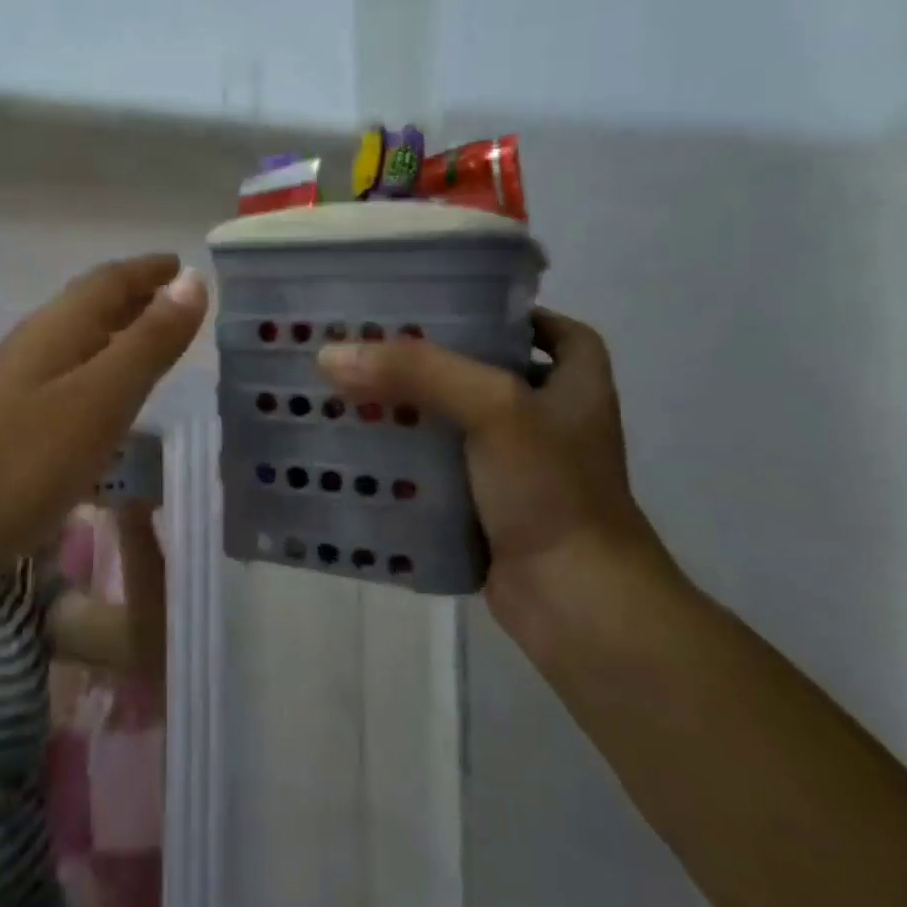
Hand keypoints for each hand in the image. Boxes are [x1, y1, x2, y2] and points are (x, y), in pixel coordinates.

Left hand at [0, 256, 205, 588]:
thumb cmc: (28, 461)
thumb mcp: (102, 398)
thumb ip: (149, 341)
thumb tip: (192, 280)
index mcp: (57, 329)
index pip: (109, 280)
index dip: (149, 270)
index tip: (184, 264)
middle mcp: (35, 346)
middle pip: (91, 306)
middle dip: (136, 298)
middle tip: (181, 303)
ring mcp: (19, 385)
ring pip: (79, 343)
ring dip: (119, 335)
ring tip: (156, 345)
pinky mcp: (13, 423)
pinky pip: (69, 379)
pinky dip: (101, 373)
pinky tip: (110, 401)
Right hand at [316, 308, 660, 596]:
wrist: (573, 597)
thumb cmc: (552, 488)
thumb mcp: (494, 407)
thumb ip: (417, 371)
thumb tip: (331, 354)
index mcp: (575, 380)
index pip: (537, 326)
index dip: (492, 314)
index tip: (433, 309)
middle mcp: (550, 417)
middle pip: (482, 372)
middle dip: (428, 363)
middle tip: (369, 349)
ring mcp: (518, 466)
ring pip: (454, 423)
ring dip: (410, 412)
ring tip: (350, 393)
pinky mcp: (487, 505)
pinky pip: (439, 469)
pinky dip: (406, 459)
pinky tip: (361, 450)